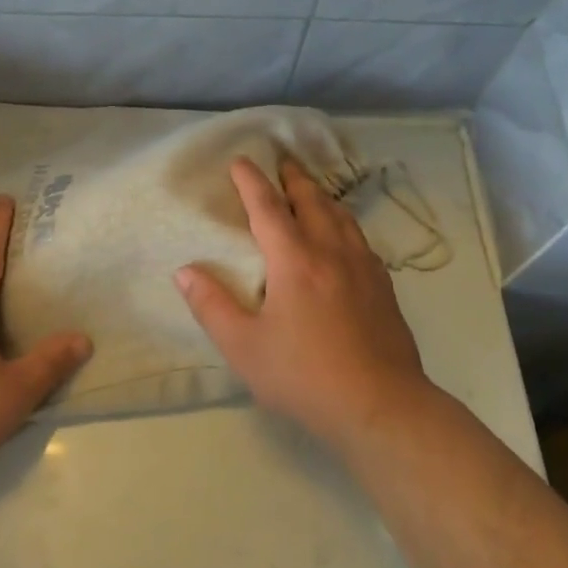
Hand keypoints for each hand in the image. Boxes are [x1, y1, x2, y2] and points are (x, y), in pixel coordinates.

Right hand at [175, 158, 430, 452]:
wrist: (381, 407)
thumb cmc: (305, 377)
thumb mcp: (245, 348)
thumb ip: (212, 306)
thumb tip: (184, 271)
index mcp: (295, 261)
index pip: (268, 208)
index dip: (251, 182)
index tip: (240, 161)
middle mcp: (331, 252)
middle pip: (312, 201)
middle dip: (293, 179)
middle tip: (282, 163)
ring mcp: (363, 267)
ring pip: (341, 216)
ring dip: (321, 196)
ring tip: (311, 190)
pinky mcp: (383, 286)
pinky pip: (359, 238)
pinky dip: (344, 222)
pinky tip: (344, 236)